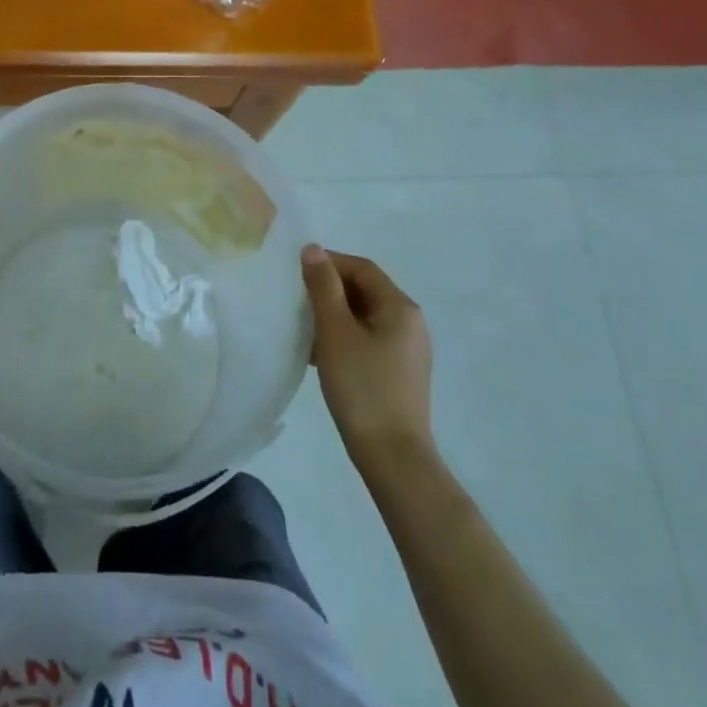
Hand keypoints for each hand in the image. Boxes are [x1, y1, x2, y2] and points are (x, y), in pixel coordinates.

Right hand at [301, 244, 434, 472]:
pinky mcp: (400, 373)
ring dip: (334, 316)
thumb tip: (313, 250)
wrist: (393, 457)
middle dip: (329, 290)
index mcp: (400, 307)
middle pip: (365, 291)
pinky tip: (320, 355)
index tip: (296, 272)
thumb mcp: (335, 332)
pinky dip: (344, 338)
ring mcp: (407, 350)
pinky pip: (368, 340)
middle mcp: (410, 323)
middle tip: (296, 299)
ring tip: (303, 327)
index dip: (328, 263)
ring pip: (364, 317)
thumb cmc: (362, 387)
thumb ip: (323, 287)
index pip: (361, 268)